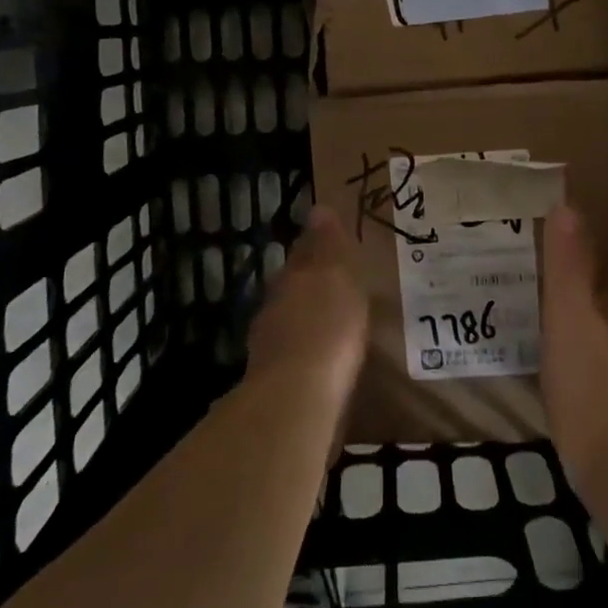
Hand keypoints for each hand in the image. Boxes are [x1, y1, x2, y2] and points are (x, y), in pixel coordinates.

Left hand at [246, 206, 369, 412]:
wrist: (297, 399)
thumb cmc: (326, 328)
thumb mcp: (335, 276)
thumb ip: (327, 245)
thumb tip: (318, 209)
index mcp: (290, 279)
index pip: (302, 255)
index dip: (316, 249)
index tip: (330, 246)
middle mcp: (274, 309)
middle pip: (292, 289)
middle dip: (310, 287)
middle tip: (336, 287)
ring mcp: (271, 349)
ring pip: (291, 324)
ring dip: (308, 323)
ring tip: (335, 326)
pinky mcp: (278, 385)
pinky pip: (298, 360)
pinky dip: (310, 356)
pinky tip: (326, 364)